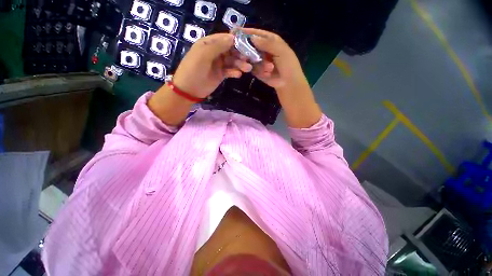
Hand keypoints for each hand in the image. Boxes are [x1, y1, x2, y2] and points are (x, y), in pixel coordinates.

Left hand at [172, 33, 252, 98]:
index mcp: (209, 43)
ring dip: (240, 64)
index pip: (225, 38)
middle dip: (240, 54)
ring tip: (247, 69)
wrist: (189, 89)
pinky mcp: (221, 74)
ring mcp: (218, 64)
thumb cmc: (194, 70)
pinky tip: (238, 75)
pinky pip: (230, 71)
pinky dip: (235, 72)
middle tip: (248, 59)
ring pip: (232, 61)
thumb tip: (233, 38)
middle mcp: (215, 52)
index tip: (247, 45)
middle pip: (231, 50)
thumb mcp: (203, 55)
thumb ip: (217, 46)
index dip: (236, 41)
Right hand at [241, 28, 309, 92]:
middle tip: (243, 54)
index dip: (246, 32)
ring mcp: (259, 60)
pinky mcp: (257, 71)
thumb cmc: (288, 64)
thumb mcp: (281, 51)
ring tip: (268, 67)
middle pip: (250, 45)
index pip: (256, 33)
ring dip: (257, 63)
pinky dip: (259, 71)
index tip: (234, 32)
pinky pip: (252, 69)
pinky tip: (267, 74)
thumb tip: (252, 38)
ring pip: (250, 58)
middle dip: (246, 49)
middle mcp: (263, 49)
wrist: (288, 82)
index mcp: (270, 40)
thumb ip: (267, 43)